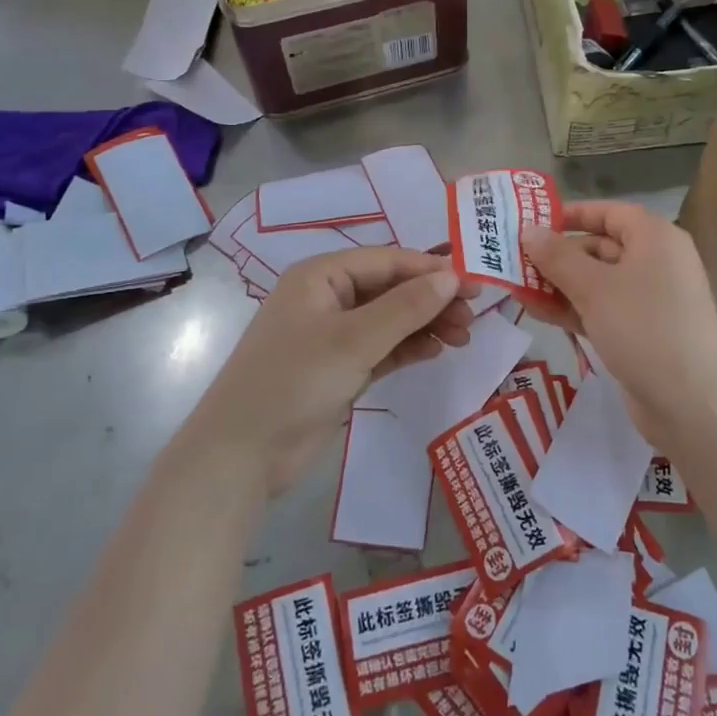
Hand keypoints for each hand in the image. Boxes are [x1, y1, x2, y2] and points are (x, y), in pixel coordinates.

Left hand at [187, 248, 471, 492]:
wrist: (242, 455)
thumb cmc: (295, 381)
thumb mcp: (354, 340)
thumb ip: (406, 307)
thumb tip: (451, 277)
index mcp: (321, 276)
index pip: (387, 261)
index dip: (431, 270)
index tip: (474, 284)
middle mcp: (327, 298)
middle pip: (391, 289)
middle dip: (431, 300)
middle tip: (473, 318)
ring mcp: (332, 336)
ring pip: (389, 320)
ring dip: (425, 325)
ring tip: (463, 337)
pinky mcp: (338, 369)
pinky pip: (381, 348)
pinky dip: (407, 348)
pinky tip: (436, 351)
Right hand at [522, 201, 716, 447]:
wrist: (691, 404)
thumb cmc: (643, 328)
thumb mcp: (593, 288)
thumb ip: (557, 257)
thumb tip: (528, 230)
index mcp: (655, 238)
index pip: (609, 212)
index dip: (571, 214)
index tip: (532, 222)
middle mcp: (656, 262)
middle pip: (599, 246)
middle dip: (557, 255)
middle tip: (513, 261)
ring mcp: (650, 300)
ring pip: (597, 281)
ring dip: (558, 284)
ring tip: (515, 288)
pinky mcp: (641, 332)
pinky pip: (601, 309)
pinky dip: (572, 308)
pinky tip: (537, 312)